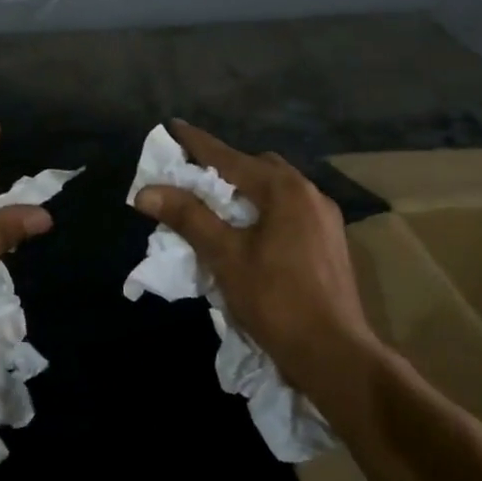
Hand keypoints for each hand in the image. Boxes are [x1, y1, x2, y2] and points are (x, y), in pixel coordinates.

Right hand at [135, 120, 379, 397]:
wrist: (334, 353)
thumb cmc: (276, 300)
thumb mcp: (225, 256)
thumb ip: (188, 217)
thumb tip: (147, 191)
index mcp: (285, 189)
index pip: (230, 157)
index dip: (197, 143)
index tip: (172, 127)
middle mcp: (309, 193)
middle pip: (257, 168)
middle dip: (223, 167)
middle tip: (192, 177)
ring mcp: (325, 218)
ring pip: (276, 190)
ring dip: (245, 191)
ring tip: (216, 205)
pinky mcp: (329, 242)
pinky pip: (289, 211)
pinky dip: (263, 210)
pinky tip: (249, 232)